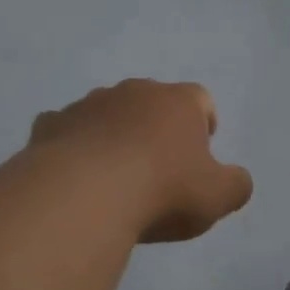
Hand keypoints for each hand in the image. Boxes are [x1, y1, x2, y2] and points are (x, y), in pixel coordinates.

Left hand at [29, 80, 253, 243]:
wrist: (84, 194)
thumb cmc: (162, 190)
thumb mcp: (218, 197)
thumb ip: (236, 185)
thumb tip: (237, 180)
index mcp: (177, 102)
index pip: (200, 99)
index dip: (203, 122)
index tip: (200, 151)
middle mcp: (133, 92)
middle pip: (151, 102)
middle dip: (156, 127)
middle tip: (157, 167)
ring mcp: (88, 104)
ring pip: (107, 113)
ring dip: (113, 135)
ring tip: (113, 175)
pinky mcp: (51, 124)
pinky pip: (67, 130)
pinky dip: (73, 146)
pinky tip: (74, 177)